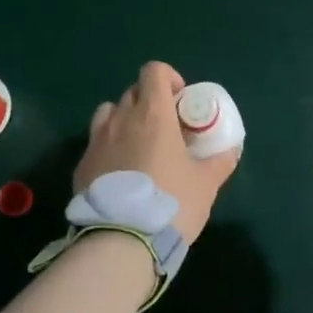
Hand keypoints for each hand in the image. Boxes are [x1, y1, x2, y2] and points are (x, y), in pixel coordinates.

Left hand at [75, 62, 237, 242]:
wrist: (122, 240)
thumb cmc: (171, 203)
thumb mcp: (206, 183)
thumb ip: (220, 161)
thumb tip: (231, 149)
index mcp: (153, 115)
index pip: (154, 71)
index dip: (169, 79)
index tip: (180, 101)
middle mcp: (121, 120)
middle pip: (133, 92)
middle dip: (150, 102)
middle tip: (166, 128)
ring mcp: (96, 141)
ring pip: (109, 113)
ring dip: (125, 120)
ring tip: (138, 146)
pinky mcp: (81, 165)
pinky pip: (96, 143)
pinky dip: (109, 148)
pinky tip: (121, 174)